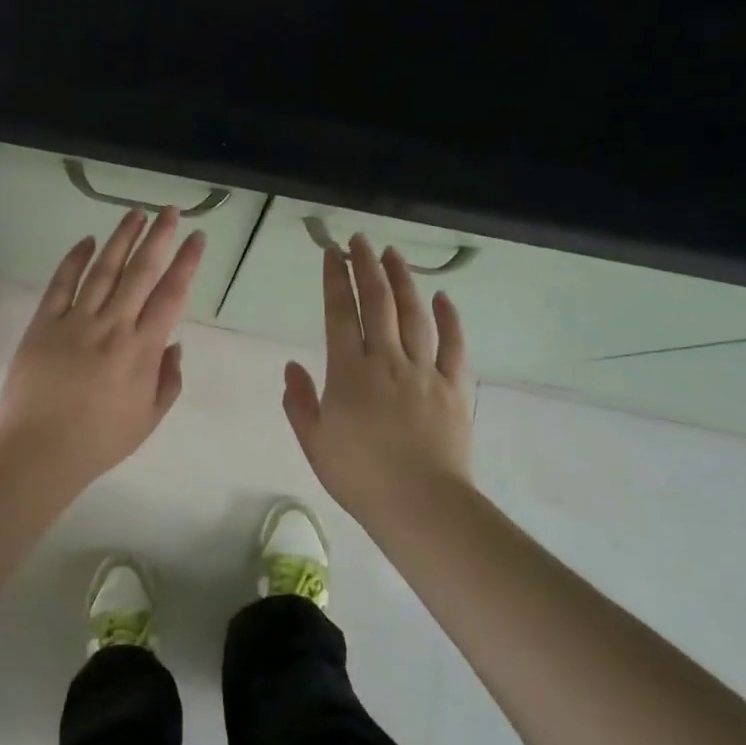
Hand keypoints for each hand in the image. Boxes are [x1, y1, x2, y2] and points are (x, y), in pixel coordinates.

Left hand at [0, 207, 204, 490]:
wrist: (39, 450)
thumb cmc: (99, 441)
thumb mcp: (148, 418)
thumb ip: (168, 379)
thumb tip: (174, 344)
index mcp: (142, 349)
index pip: (171, 295)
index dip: (186, 263)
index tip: (196, 238)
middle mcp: (113, 326)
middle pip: (141, 272)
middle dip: (159, 238)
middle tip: (170, 211)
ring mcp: (76, 321)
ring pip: (104, 269)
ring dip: (121, 239)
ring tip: (135, 214)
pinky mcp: (44, 323)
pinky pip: (61, 283)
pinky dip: (74, 259)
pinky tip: (87, 241)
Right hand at [283, 233, 473, 520]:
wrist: (421, 504)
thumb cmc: (360, 476)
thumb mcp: (315, 443)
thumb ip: (299, 402)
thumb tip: (291, 367)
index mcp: (349, 372)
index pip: (340, 314)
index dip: (335, 280)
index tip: (332, 253)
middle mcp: (387, 360)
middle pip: (377, 302)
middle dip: (367, 266)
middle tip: (360, 240)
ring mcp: (425, 370)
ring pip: (414, 314)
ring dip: (403, 280)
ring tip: (394, 254)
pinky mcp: (454, 386)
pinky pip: (454, 344)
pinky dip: (450, 318)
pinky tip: (444, 297)